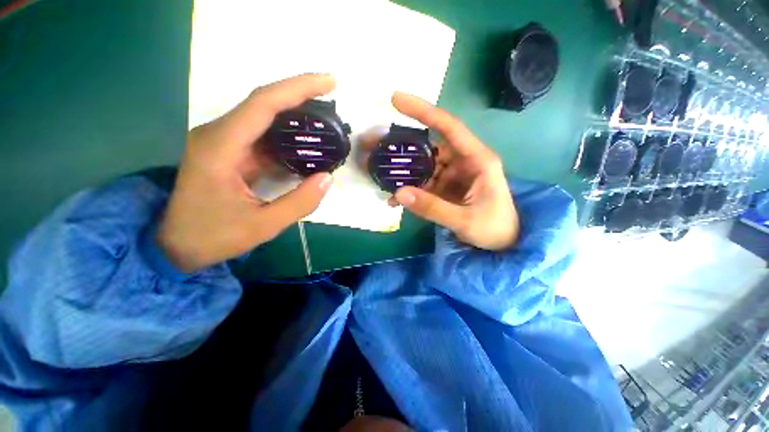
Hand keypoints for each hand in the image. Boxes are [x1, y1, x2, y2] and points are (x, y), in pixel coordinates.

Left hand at [157, 74, 335, 271]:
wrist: (176, 245)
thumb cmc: (213, 236)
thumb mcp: (262, 226)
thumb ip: (299, 203)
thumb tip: (328, 178)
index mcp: (221, 147)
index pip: (263, 104)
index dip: (298, 88)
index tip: (329, 82)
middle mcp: (219, 135)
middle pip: (264, 103)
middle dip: (300, 96)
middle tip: (331, 97)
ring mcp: (223, 142)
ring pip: (263, 118)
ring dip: (294, 114)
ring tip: (324, 118)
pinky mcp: (230, 152)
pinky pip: (262, 136)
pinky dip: (286, 134)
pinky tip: (305, 140)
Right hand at [388, 92, 518, 250]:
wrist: (505, 243)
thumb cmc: (494, 228)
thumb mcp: (464, 220)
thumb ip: (432, 208)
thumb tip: (398, 194)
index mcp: (477, 160)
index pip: (449, 127)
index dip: (424, 111)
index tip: (396, 100)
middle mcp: (463, 161)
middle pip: (429, 146)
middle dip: (403, 145)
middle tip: (374, 144)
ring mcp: (453, 174)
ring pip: (423, 165)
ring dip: (402, 170)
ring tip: (379, 173)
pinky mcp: (446, 187)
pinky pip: (424, 182)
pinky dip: (409, 189)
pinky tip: (395, 198)